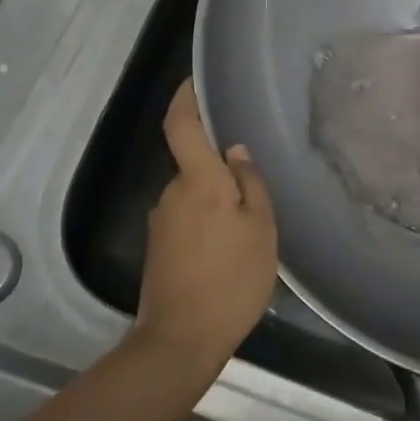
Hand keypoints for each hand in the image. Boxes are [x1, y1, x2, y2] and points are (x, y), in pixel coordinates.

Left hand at [134, 79, 278, 372]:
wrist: (181, 340)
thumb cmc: (231, 279)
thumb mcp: (260, 229)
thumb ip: (250, 184)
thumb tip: (236, 151)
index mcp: (198, 181)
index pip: (182, 125)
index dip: (186, 98)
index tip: (196, 80)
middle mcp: (172, 193)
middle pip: (193, 163)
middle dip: (218, 167)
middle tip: (255, 188)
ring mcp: (161, 221)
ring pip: (192, 194)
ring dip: (215, 200)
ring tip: (247, 228)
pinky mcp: (158, 246)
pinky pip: (187, 218)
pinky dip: (207, 222)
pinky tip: (228, 250)